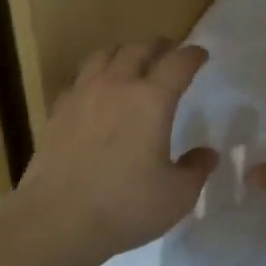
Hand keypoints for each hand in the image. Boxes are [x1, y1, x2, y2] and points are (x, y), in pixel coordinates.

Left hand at [12, 39, 217, 265]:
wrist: (57, 219)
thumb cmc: (125, 207)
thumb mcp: (176, 196)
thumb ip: (195, 170)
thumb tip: (208, 153)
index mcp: (152, 100)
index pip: (178, 63)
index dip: (192, 54)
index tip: (200, 54)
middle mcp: (117, 85)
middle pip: (139, 48)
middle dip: (158, 46)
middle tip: (168, 52)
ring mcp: (83, 93)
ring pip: (104, 54)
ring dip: (124, 52)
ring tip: (131, 61)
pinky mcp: (58, 109)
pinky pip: (79, 78)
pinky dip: (94, 76)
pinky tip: (95, 91)